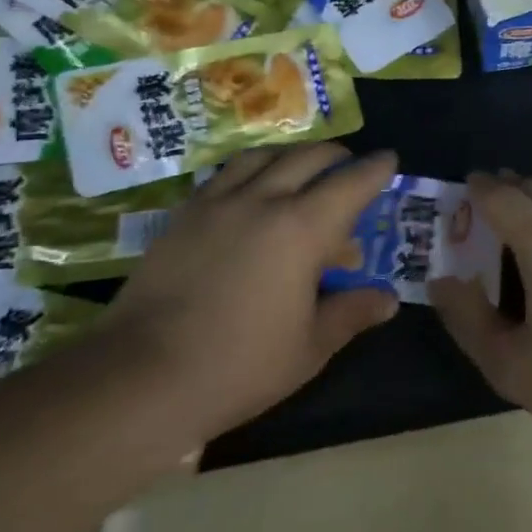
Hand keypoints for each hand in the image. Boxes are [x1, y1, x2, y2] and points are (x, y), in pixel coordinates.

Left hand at [108, 143, 400, 448]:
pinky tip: (250, 190)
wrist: (142, 376)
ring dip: (292, 155)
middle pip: (308, 158)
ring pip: (263, 157)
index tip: (389, 158)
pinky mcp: (184, 215)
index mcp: (302, 229)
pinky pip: (226, 174)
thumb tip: (388, 300)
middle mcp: (262, 200)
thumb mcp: (309, 347)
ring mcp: (218, 203)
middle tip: (350, 167)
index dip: (375, 169)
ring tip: (302, 168)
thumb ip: (351, 313)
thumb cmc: (239, 365)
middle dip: (337, 157)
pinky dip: (251, 169)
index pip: (351, 183)